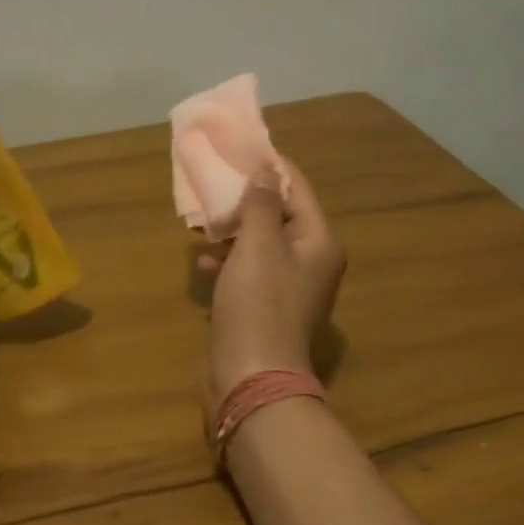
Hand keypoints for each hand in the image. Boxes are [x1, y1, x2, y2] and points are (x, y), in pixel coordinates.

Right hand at [202, 159, 345, 408]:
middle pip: (280, 217)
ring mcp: (288, 289)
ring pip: (261, 246)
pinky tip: (204, 262)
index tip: (240, 147)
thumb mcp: (258, 246)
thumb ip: (261, 204)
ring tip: (204, 219)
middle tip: (216, 181)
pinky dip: (229, 263)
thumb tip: (266, 170)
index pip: (298, 189)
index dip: (271, 167)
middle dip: (248, 199)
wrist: (251, 377)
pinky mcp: (265, 309)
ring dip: (234, 231)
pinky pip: (249, 273)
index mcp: (319, 243)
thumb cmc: (258, 305)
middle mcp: (311, 263)